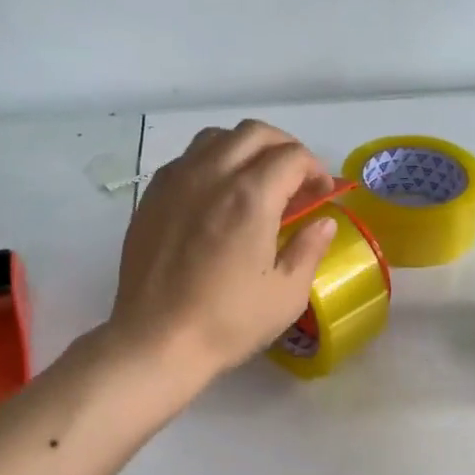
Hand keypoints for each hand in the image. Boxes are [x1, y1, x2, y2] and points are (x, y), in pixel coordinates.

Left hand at [109, 121, 337, 386]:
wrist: (156, 341)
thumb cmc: (227, 322)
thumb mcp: (286, 294)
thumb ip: (309, 249)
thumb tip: (323, 222)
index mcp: (250, 197)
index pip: (292, 156)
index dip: (316, 169)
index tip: (322, 194)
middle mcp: (211, 176)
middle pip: (254, 133)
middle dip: (284, 148)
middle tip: (296, 180)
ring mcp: (175, 182)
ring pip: (215, 138)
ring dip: (245, 148)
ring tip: (255, 180)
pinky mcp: (151, 197)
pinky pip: (185, 160)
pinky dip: (210, 163)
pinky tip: (215, 196)